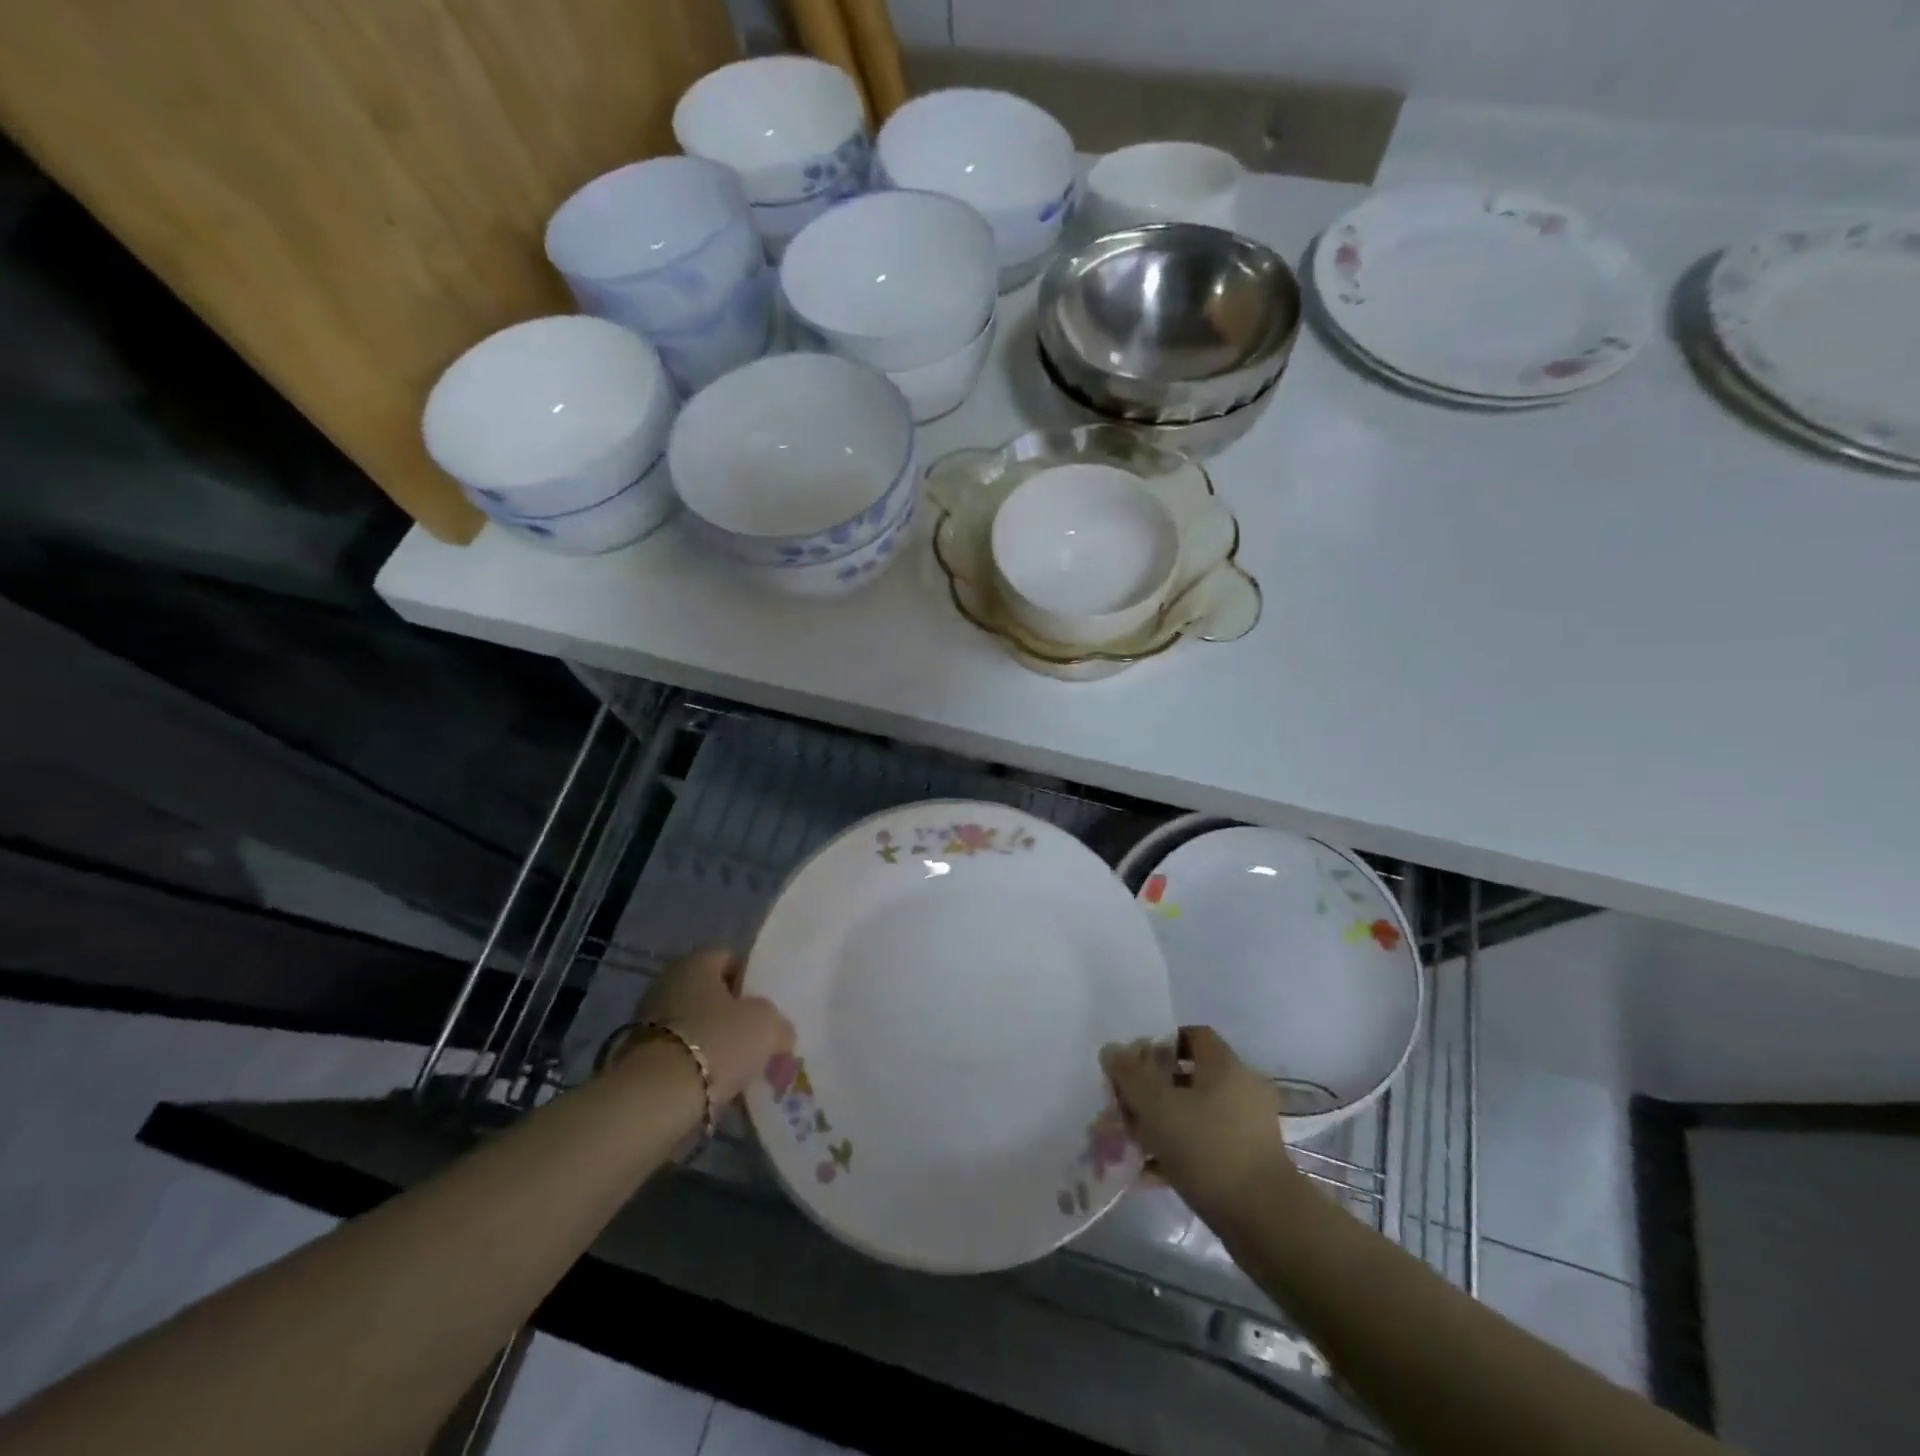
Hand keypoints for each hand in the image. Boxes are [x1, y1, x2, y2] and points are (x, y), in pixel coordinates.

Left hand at [634, 947, 792, 1102]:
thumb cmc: (717, 1041)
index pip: (731, 959)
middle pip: (713, 996)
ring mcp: (649, 1022)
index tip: (770, 1005)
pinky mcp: (640, 1059)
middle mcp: (667, 984)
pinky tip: (721, 1087)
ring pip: (698, 1028)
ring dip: (718, 1045)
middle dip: (736, 1017)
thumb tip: (779, 1034)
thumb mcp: (767, 1025)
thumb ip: (778, 1023)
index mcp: (695, 963)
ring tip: (744, 1069)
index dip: (753, 980)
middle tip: (760, 1039)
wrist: (657, 1098)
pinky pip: (683, 1057)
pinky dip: (700, 1068)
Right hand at [1101, 1026, 1297, 1218]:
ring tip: (1128, 1144)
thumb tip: (1111, 1050)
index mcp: (1224, 1065)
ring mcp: (1245, 1128)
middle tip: (1122, 1109)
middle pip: (1185, 1077)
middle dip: (1150, 1092)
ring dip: (1158, 1126)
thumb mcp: (1157, 1107)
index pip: (1190, 1035)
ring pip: (1191, 1115)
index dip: (1158, 1044)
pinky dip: (1174, 1154)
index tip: (1132, 1065)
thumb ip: (1129, 1075)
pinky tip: (1145, 1173)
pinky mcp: (1244, 1163)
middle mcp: (1239, 1089)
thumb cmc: (1208, 1149)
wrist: (1264, 1220)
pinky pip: (1201, 1146)